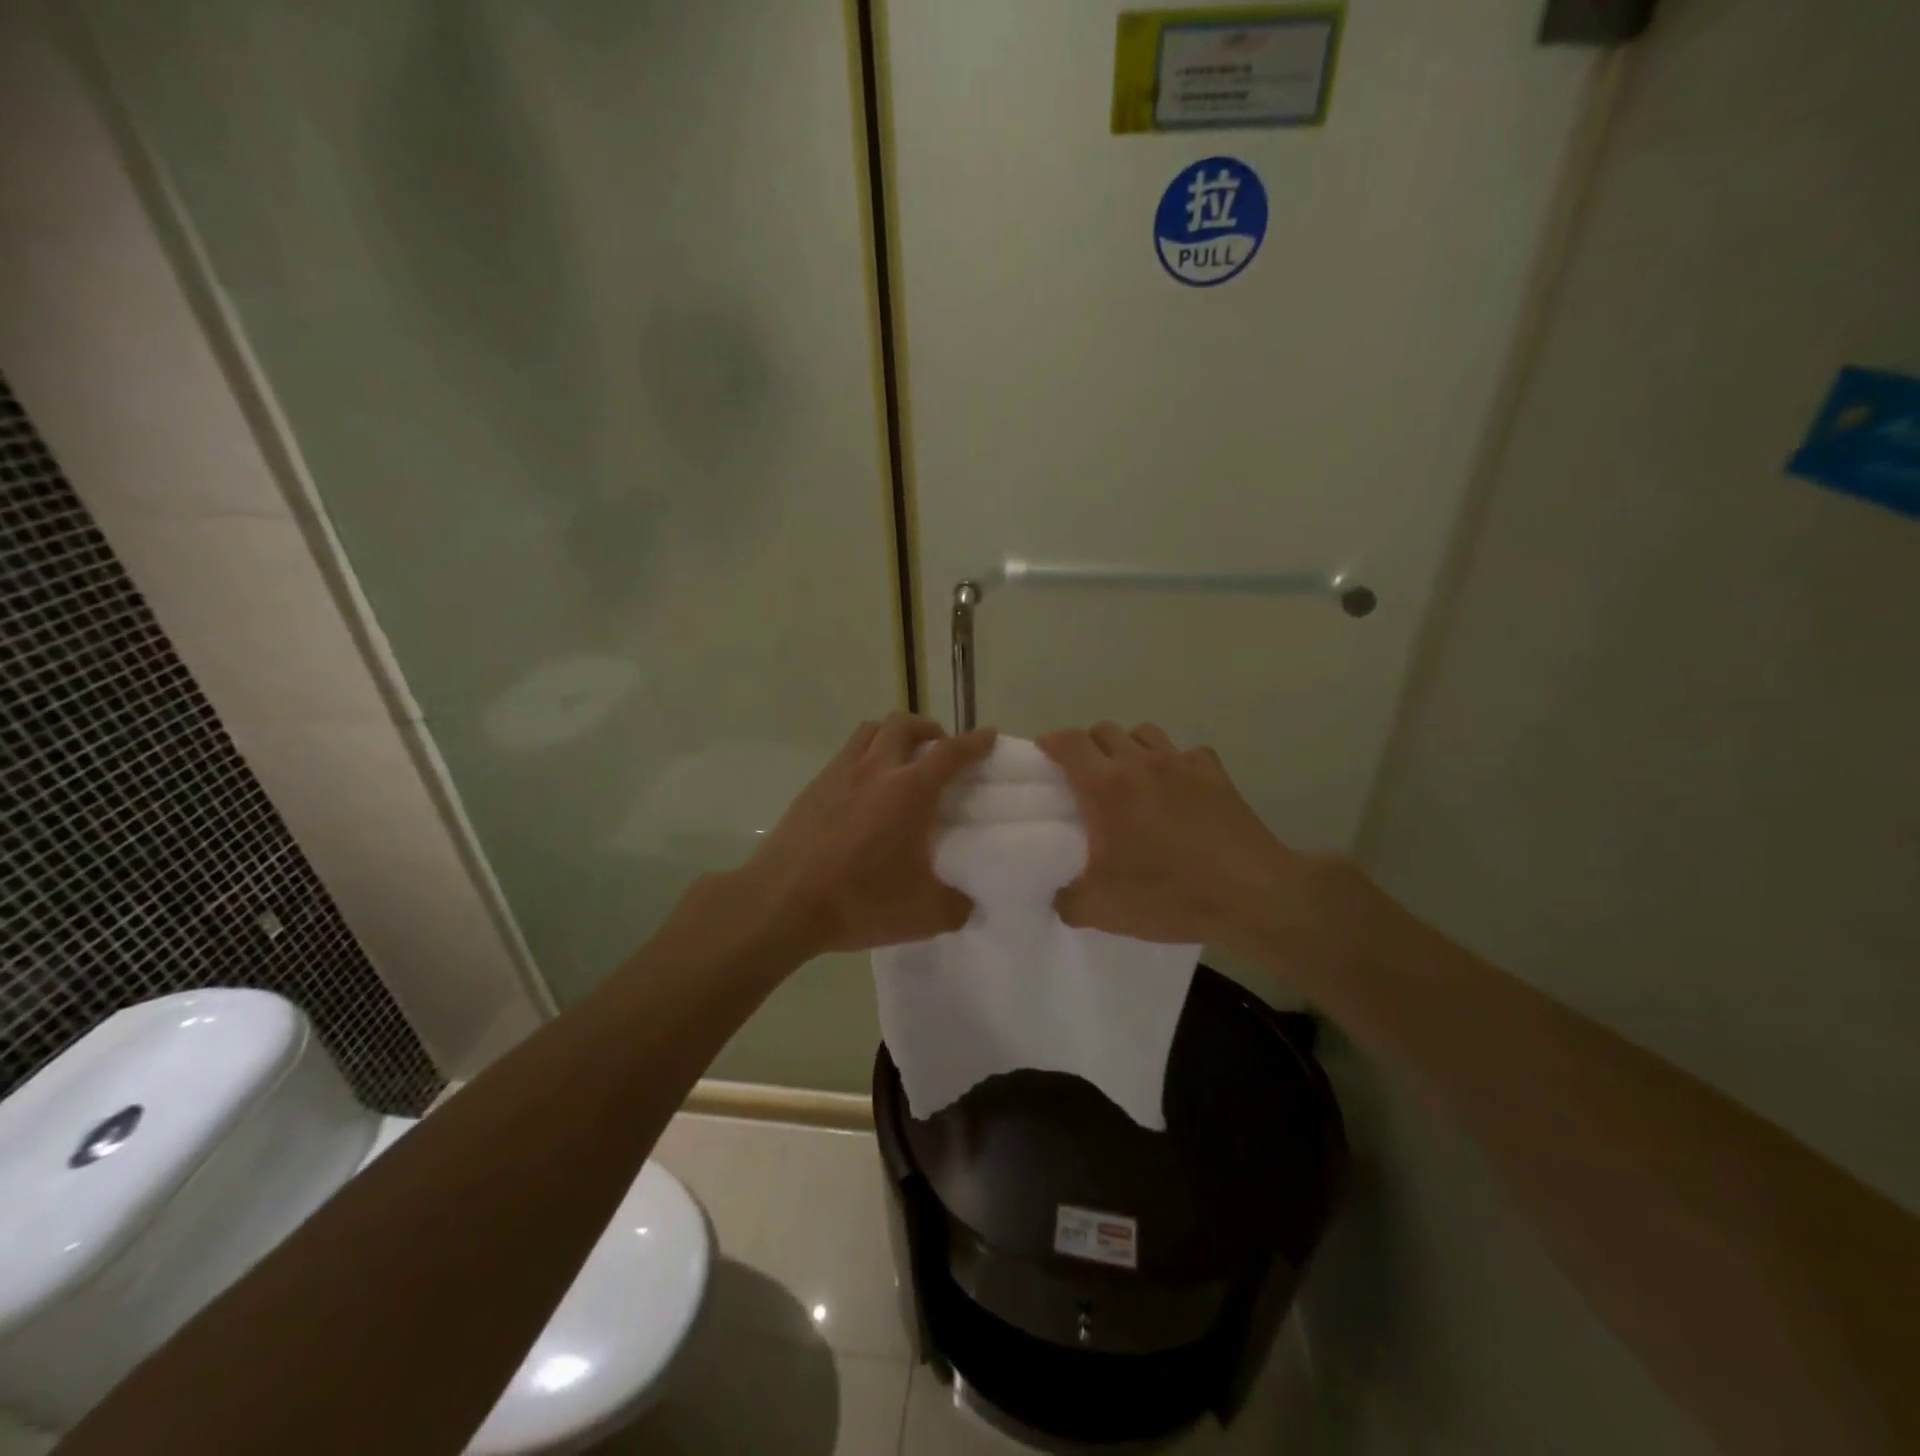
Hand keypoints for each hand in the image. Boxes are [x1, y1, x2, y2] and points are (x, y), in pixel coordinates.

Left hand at [735, 714, 997, 955]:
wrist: (782, 903)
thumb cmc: (859, 901)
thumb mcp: (924, 914)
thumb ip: (956, 906)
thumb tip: (967, 903)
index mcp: (910, 790)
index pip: (951, 753)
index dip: (975, 742)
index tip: (989, 735)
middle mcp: (876, 769)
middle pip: (904, 725)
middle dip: (929, 729)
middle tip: (940, 749)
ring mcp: (839, 774)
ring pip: (870, 730)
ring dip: (893, 733)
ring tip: (902, 758)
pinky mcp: (812, 788)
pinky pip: (845, 754)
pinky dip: (864, 756)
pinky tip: (864, 788)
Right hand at [1037, 722, 1327, 957]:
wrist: (1251, 895)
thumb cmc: (1170, 896)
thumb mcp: (1103, 910)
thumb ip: (1069, 901)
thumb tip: (1060, 897)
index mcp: (1106, 787)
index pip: (1070, 743)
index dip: (1052, 742)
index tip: (1044, 753)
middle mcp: (1141, 763)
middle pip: (1105, 730)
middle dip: (1088, 745)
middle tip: (1084, 774)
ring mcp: (1182, 764)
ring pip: (1144, 733)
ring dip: (1128, 747)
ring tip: (1129, 776)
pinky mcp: (1216, 774)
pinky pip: (1185, 753)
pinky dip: (1173, 762)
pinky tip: (1177, 788)